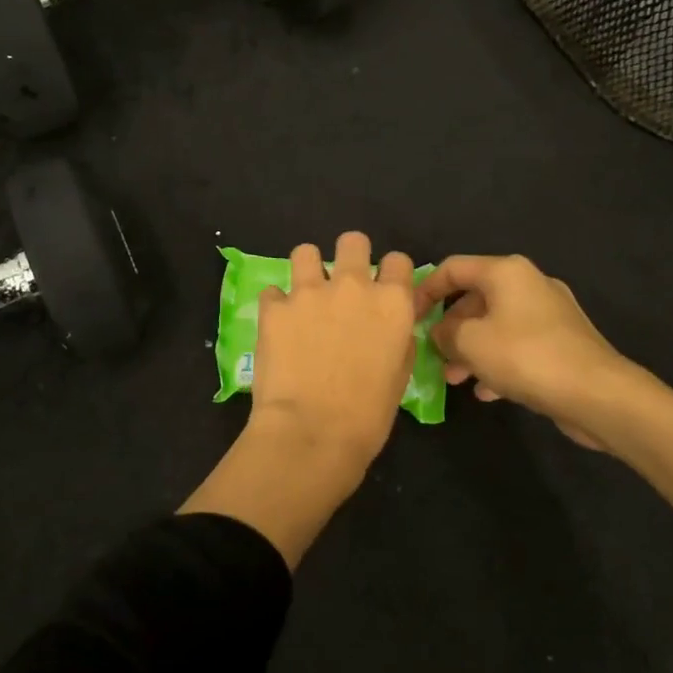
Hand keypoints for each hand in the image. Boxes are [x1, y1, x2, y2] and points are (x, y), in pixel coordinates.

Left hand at [181, 232, 415, 567]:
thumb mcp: (399, 374)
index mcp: (392, 302)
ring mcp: (309, 292)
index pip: (398, 260)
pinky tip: (278, 326)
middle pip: (353, 241)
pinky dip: (276, 305)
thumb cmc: (367, 415)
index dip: (390, 273)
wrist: (312, 432)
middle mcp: (352, 286)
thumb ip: (397, 336)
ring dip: (307, 270)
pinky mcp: (274, 307)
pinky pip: (272, 291)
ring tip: (304, 296)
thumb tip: (390, 323)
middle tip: (342, 285)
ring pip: (306, 252)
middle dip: (350, 256)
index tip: (382, 289)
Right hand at [412, 254, 649, 452]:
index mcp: (506, 272)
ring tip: (454, 379)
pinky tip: (486, 391)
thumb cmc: (525, 357)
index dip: (424, 290)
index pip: (452, 268)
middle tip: (433, 355)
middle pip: (475, 297)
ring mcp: (550, 313)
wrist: (598, 394)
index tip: (408, 317)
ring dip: (471, 349)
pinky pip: (518, 345)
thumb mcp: (469, 343)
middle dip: (449, 327)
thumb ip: (444, 333)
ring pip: (496, 324)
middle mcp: (529, 283)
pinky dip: (498, 362)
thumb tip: (440, 333)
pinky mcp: (563, 341)